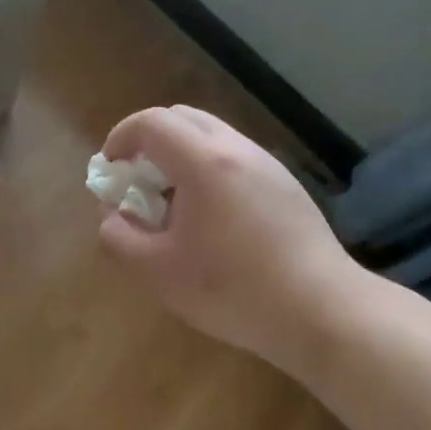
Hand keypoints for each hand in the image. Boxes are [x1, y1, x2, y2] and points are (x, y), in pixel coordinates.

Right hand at [97, 106, 360, 378]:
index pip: (151, 123)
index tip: (109, 170)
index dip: (120, 138)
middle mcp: (237, 150)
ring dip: (179, 157)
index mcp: (204, 162)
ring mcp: (267, 165)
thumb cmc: (232, 290)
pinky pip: (234, 159)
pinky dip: (207, 171)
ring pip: (211, 137)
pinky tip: (209, 220)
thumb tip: (112, 215)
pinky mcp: (286, 186)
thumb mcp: (158, 272)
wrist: (321, 310)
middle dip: (148, 142)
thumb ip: (119, 237)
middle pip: (182, 118)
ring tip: (170, 205)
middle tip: (136, 183)